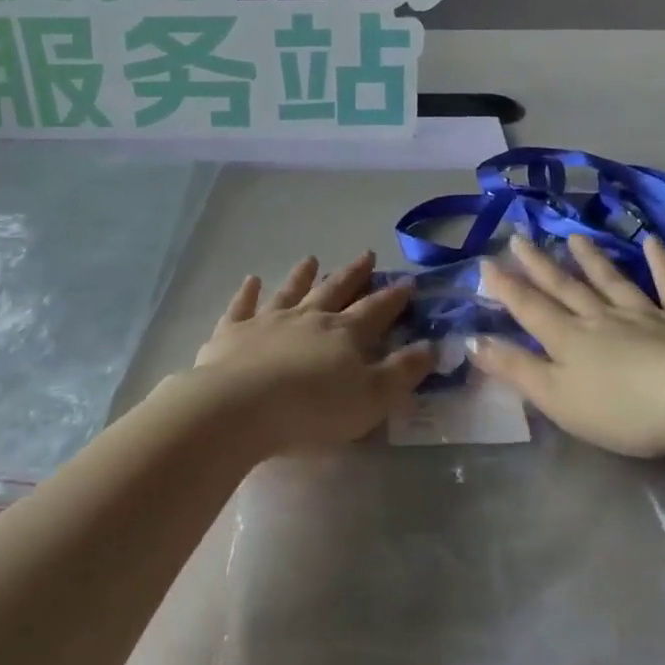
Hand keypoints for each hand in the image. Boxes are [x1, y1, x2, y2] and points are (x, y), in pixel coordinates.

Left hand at [191, 253, 435, 453]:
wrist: (240, 407)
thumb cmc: (312, 409)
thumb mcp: (371, 398)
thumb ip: (402, 372)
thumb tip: (432, 347)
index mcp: (344, 334)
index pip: (375, 310)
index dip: (394, 297)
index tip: (408, 281)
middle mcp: (308, 318)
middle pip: (335, 291)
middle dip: (354, 274)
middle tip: (367, 254)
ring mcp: (268, 321)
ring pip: (290, 292)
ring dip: (302, 275)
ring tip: (311, 259)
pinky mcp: (233, 333)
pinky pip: (242, 306)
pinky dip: (248, 292)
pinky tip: (251, 280)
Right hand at [469, 235, 664, 458]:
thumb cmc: (624, 409)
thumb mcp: (557, 398)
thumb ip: (516, 369)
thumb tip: (473, 340)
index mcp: (570, 339)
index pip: (529, 308)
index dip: (506, 287)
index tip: (485, 262)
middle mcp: (602, 318)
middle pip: (565, 287)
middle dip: (539, 265)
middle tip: (519, 237)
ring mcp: (646, 314)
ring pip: (611, 281)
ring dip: (590, 259)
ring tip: (574, 237)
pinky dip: (661, 262)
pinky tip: (653, 242)